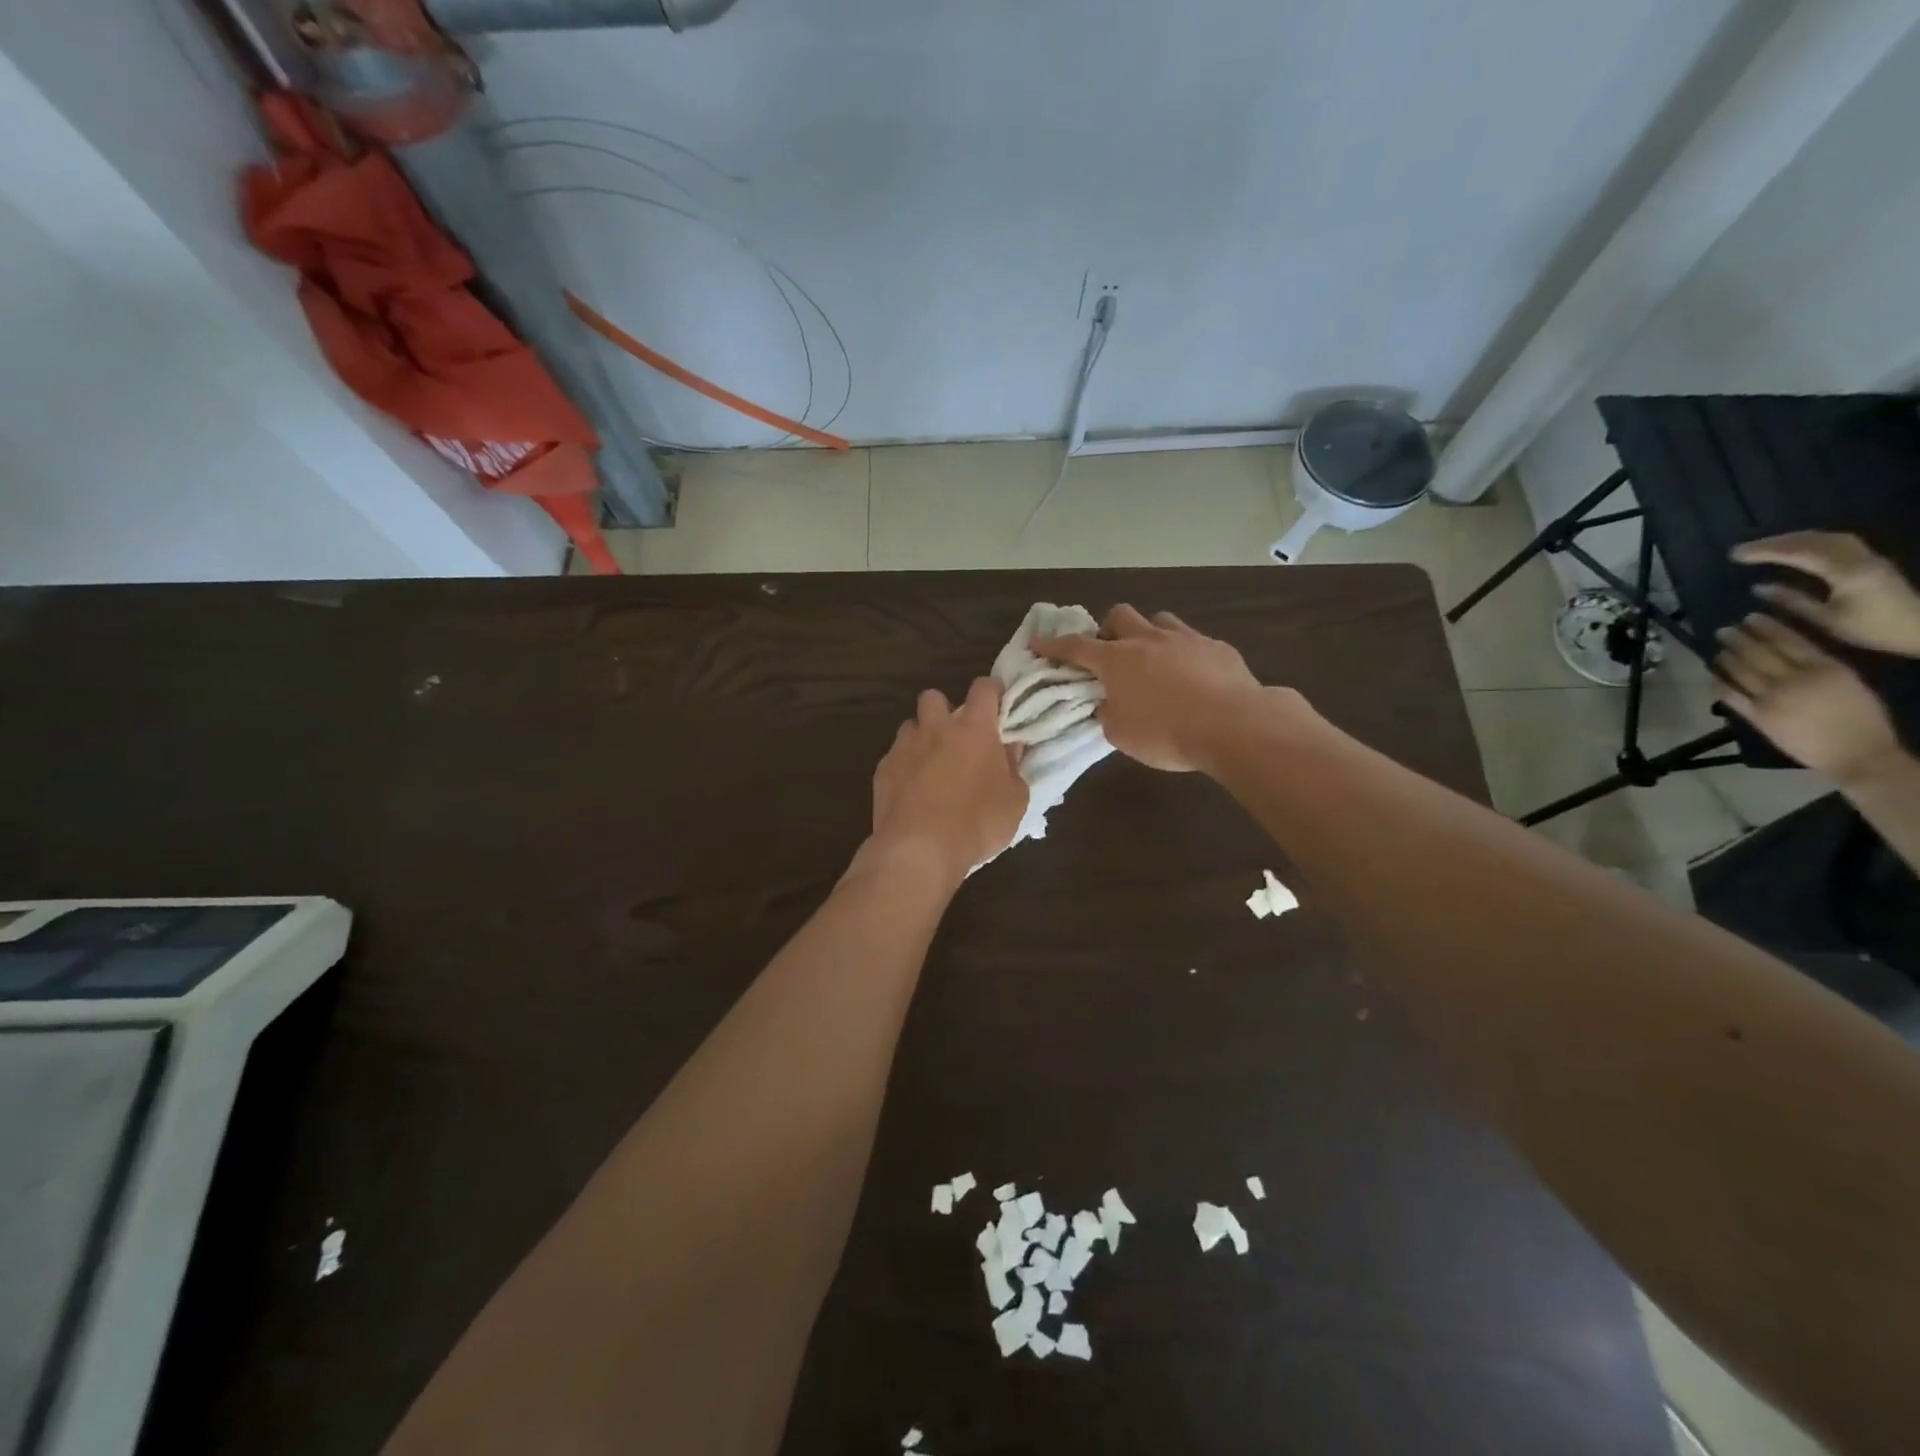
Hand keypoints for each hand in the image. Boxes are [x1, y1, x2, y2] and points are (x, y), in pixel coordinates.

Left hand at [869, 677, 1026, 879]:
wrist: (919, 848)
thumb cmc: (977, 823)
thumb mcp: (1014, 801)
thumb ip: (1014, 768)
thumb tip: (1010, 748)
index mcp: (974, 728)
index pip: (984, 688)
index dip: (992, 691)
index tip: (998, 705)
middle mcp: (936, 727)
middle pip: (935, 697)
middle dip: (945, 710)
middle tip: (958, 738)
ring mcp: (905, 746)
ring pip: (911, 725)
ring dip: (922, 738)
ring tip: (932, 765)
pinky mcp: (883, 769)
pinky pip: (895, 756)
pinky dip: (905, 766)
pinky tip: (912, 791)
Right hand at [1034, 604, 1278, 772]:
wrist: (1233, 725)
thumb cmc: (1167, 734)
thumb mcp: (1121, 735)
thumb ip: (1108, 714)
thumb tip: (1108, 704)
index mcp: (1116, 661)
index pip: (1075, 647)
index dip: (1053, 645)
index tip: (1037, 643)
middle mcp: (1147, 640)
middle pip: (1119, 615)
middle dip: (1109, 629)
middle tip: (1110, 652)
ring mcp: (1185, 639)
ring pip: (1159, 620)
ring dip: (1148, 634)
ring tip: (1152, 658)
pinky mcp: (1217, 647)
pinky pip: (1193, 640)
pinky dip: (1184, 652)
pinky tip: (1192, 675)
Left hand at [1715, 612, 1905, 784]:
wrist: (1858, 754)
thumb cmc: (1862, 717)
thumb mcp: (1851, 681)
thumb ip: (1823, 664)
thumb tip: (1795, 649)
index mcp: (1826, 668)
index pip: (1788, 640)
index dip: (1766, 627)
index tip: (1750, 617)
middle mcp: (1795, 679)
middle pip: (1758, 652)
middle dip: (1738, 638)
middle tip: (1723, 629)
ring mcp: (1771, 698)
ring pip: (1740, 671)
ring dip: (1725, 657)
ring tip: (1717, 647)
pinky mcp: (1757, 717)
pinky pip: (1730, 695)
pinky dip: (1719, 682)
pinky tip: (1713, 673)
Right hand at [1732, 531, 1919, 656]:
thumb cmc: (1873, 630)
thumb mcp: (1826, 620)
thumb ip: (1792, 601)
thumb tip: (1758, 587)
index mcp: (1847, 573)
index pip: (1800, 553)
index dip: (1766, 551)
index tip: (1735, 555)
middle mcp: (1860, 558)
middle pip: (1814, 540)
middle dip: (1775, 542)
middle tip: (1742, 549)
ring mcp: (1869, 556)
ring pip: (1826, 538)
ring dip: (1792, 539)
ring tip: (1764, 547)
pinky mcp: (1872, 560)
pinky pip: (1836, 542)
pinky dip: (1809, 542)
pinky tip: (1795, 550)